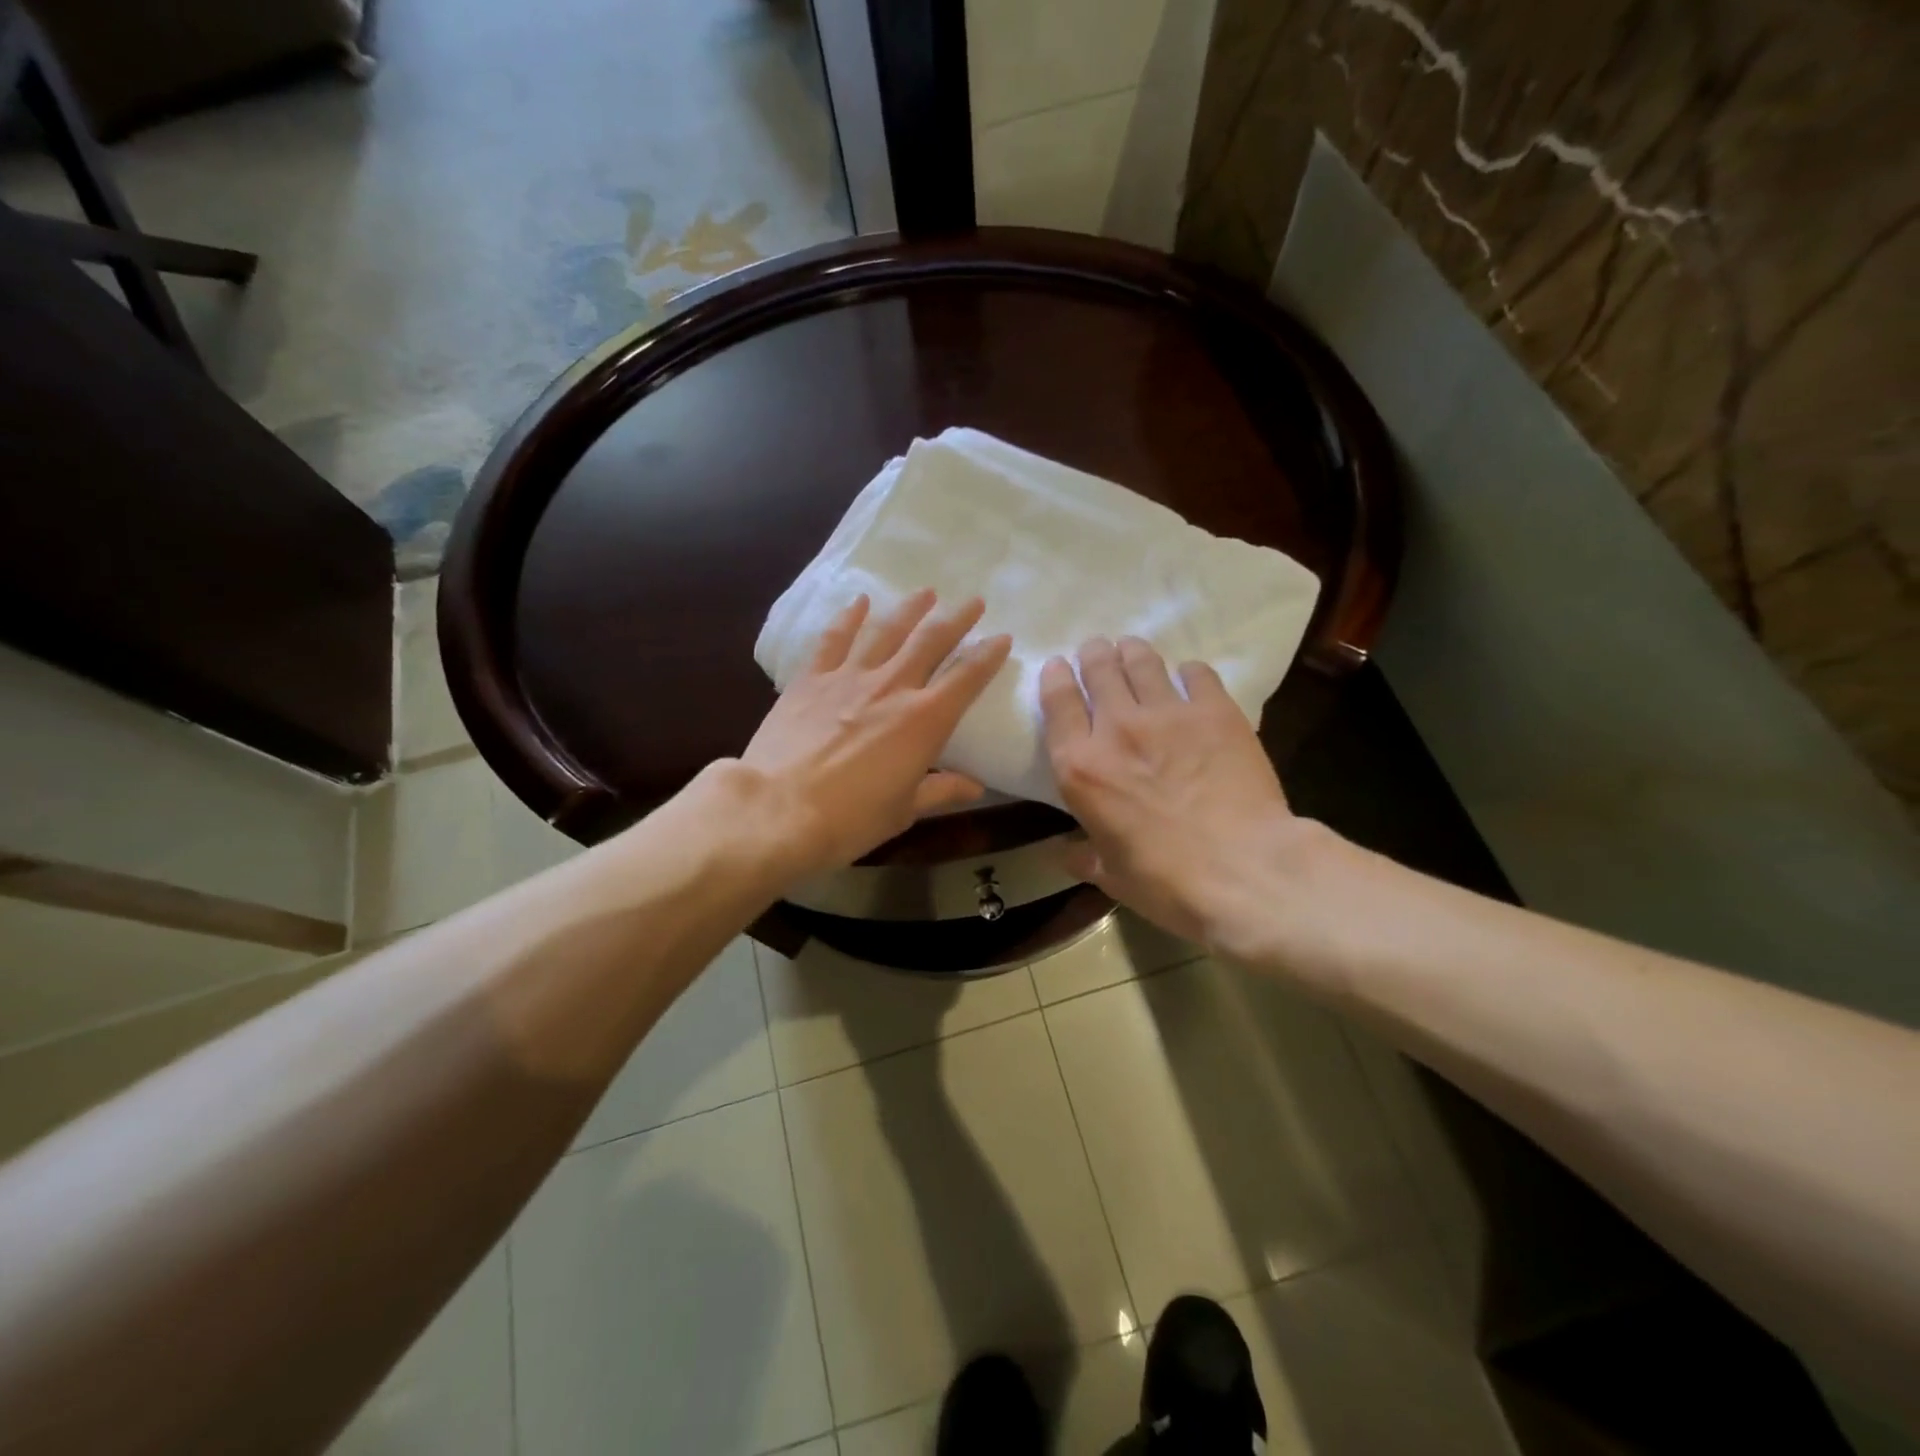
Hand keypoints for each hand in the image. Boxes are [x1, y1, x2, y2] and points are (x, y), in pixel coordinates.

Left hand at [742, 590, 1011, 877]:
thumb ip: (940, 790)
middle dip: (956, 619)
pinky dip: (849, 617)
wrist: (777, 811)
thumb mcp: (903, 811)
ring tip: (926, 592)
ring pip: (886, 631)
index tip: (1002, 638)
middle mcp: (892, 687)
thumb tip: (974, 786)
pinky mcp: (811, 679)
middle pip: (930, 641)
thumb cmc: (849, 820)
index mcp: (924, 720)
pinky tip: (859, 601)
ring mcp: (848, 678)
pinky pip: (834, 639)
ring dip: (909, 609)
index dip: (988, 656)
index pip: (966, 677)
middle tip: (973, 601)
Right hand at [1040, 636, 1311, 950]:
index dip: (1055, 678)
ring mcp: (1168, 713)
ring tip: (1132, 650)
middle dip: (1093, 654)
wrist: (1245, 871)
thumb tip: (1064, 854)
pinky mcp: (1215, 710)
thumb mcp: (1112, 876)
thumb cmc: (1167, 881)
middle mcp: (1117, 728)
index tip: (1058, 668)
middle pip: (1098, 668)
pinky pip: (1196, 673)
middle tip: (1097, 651)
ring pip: (1142, 661)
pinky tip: (1189, 678)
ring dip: (1132, 651)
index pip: (1057, 702)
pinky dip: (1188, 673)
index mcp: (1080, 767)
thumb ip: (1084, 856)